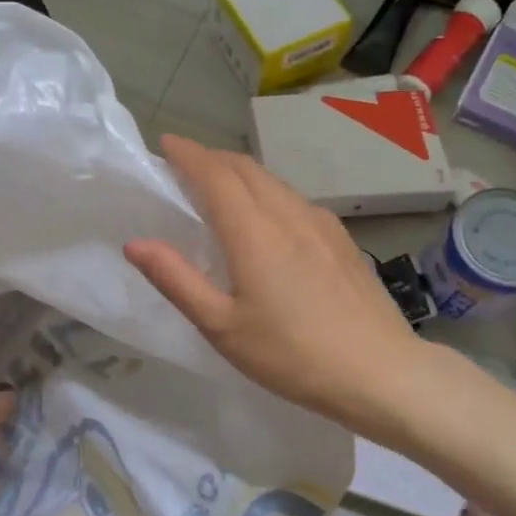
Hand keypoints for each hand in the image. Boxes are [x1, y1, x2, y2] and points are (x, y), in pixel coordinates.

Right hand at [125, 135, 426, 429]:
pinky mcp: (342, 239)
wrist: (380, 372)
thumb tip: (135, 243)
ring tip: (221, 188)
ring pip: (273, 182)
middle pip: (246, 169)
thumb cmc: (291, 355)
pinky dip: (268, 192)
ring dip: (241, 173)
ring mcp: (321, 224)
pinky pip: (295, 199)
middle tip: (186, 165)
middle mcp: (288, 214)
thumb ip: (177, 280)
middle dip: (213, 158)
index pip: (215, 174)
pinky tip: (269, 219)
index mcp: (253, 232)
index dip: (188, 154)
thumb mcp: (222, 327)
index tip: (166, 142)